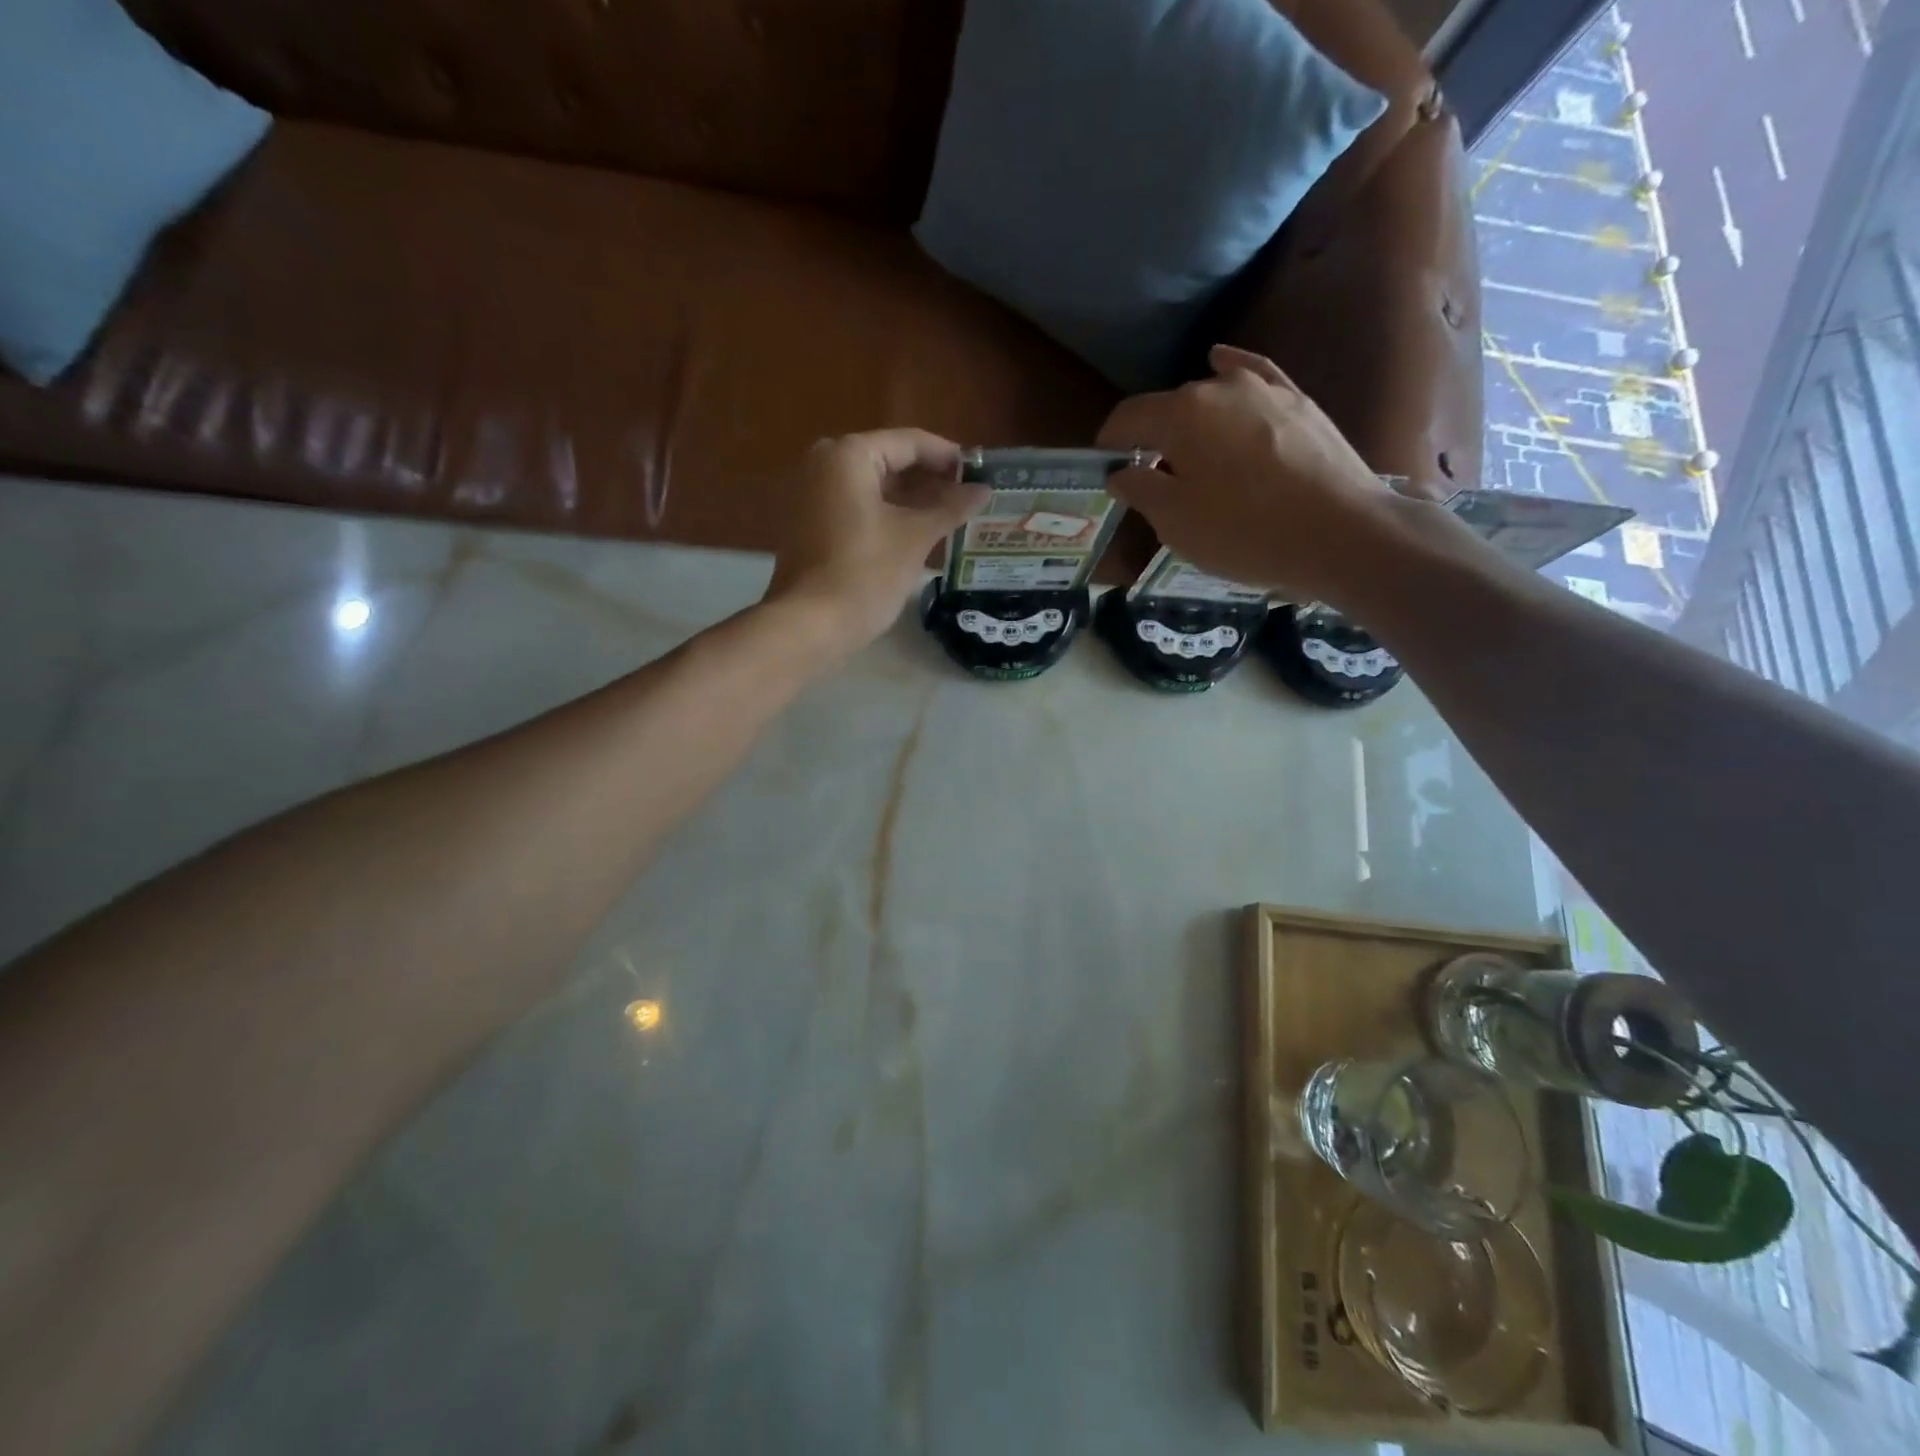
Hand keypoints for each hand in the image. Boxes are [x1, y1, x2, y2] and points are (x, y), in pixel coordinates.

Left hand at [764, 430, 988, 648]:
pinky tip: (917, 531)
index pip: (909, 443)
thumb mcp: (915, 538)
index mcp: (849, 455)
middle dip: (929, 479)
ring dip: (910, 499)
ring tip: (950, 515)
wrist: (810, 624)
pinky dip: (885, 513)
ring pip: (872, 485)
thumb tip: (984, 490)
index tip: (981, 472)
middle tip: (968, 496)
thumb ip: (950, 508)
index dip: (948, 457)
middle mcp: (823, 462)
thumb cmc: (865, 573)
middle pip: (888, 460)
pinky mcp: (807, 523)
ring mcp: (810, 493)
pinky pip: (855, 506)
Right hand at [1096, 345, 1395, 604]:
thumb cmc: (1245, 532)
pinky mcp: (1298, 400)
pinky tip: (1222, 365)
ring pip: (1210, 397)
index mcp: (1179, 415)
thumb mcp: (1176, 524)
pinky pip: (1254, 377)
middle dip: (1152, 439)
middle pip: (1168, 408)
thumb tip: (1122, 472)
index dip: (1109, 445)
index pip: (1127, 418)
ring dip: (1190, 423)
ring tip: (1191, 455)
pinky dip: (1232, 374)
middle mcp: (1218, 387)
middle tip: (1154, 482)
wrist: (1340, 533)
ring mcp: (1264, 389)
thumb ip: (1140, 491)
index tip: (1106, 472)